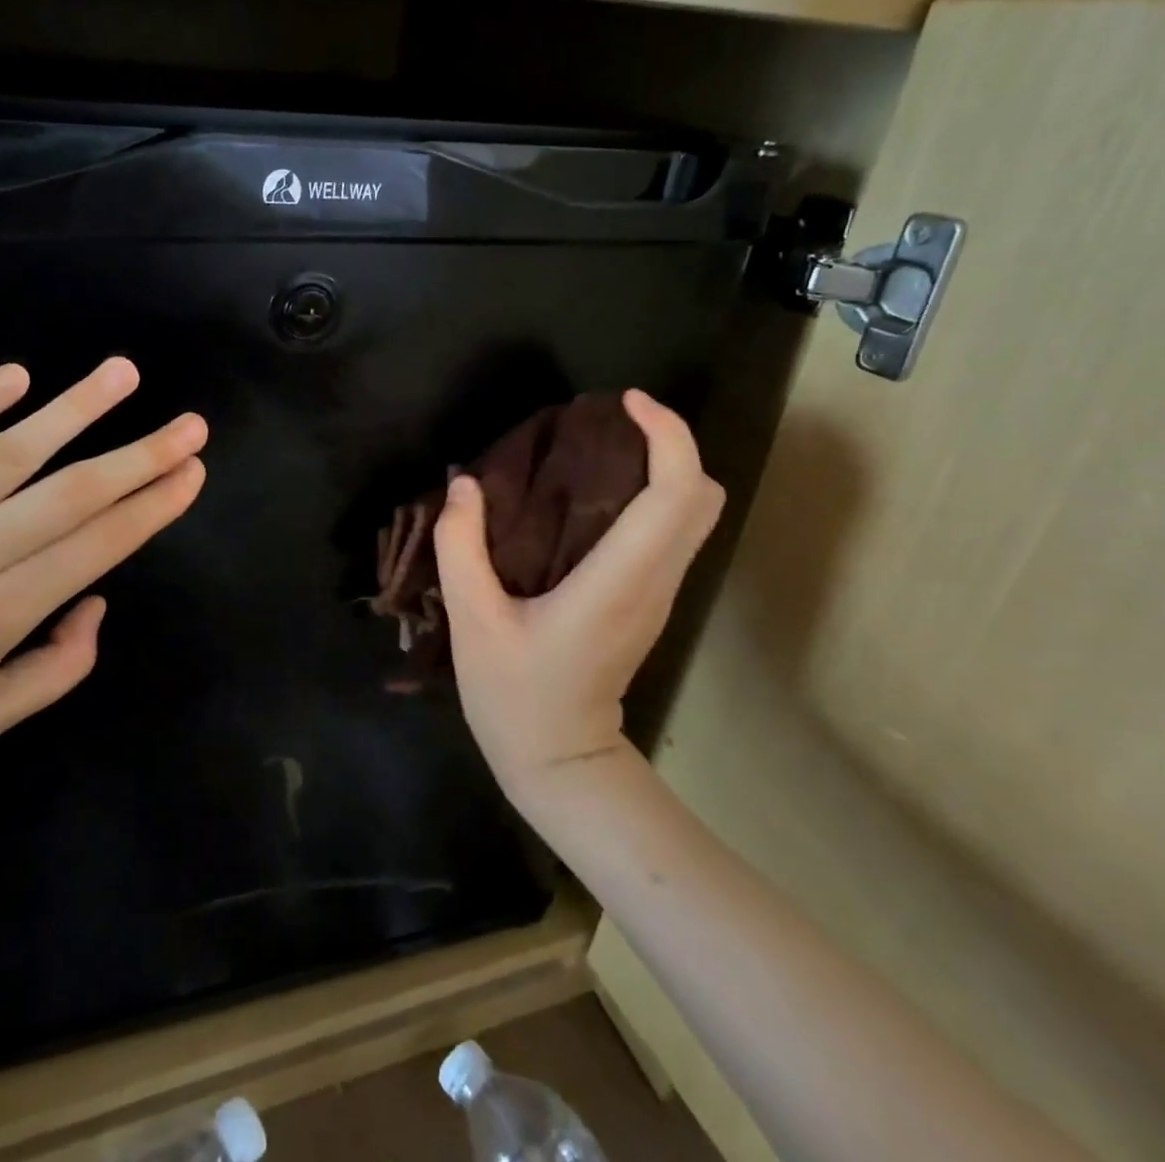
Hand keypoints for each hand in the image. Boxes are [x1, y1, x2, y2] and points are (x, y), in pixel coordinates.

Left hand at [0, 358, 206, 826]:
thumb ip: (61, 665)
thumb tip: (94, 598)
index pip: (99, 544)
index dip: (154, 505)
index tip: (193, 471)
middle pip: (72, 492)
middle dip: (141, 455)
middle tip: (190, 424)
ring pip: (10, 452)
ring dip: (75, 409)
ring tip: (123, 372)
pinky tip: (17, 375)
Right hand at [433, 390, 723, 802]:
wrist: (560, 762)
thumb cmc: (515, 696)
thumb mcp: (471, 622)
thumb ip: (460, 548)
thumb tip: (464, 484)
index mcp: (617, 582)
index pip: (676, 495)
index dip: (667, 436)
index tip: (626, 402)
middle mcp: (653, 582)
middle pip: (703, 498)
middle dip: (672, 444)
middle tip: (613, 421)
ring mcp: (658, 595)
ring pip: (695, 515)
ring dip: (663, 468)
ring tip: (601, 447)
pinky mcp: (648, 601)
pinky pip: (671, 532)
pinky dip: (653, 495)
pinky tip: (596, 493)